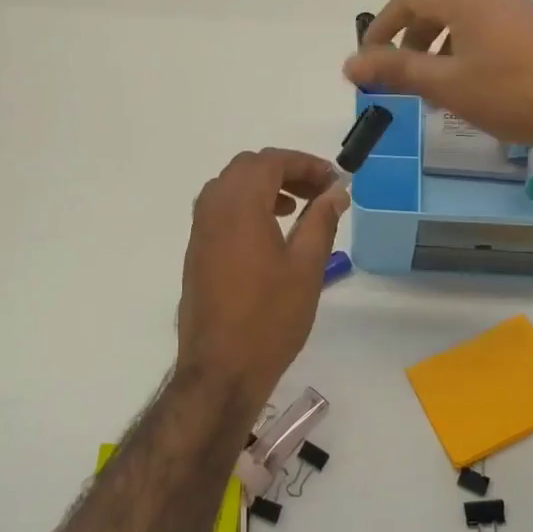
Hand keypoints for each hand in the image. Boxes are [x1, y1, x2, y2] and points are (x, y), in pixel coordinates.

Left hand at [176, 148, 348, 409]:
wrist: (221, 369)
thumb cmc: (270, 318)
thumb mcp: (306, 267)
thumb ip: (321, 221)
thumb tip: (336, 192)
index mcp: (239, 206)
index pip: (271, 161)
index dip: (305, 164)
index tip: (334, 181)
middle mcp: (213, 209)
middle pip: (248, 168)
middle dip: (285, 171)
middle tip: (319, 192)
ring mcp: (200, 231)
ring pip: (231, 186)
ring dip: (265, 186)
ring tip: (297, 209)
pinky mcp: (196, 252)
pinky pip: (220, 209)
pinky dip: (247, 205)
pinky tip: (271, 233)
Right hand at [344, 0, 532, 157]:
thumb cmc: (509, 93)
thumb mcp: (445, 84)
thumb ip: (396, 70)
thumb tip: (350, 64)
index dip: (381, 26)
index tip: (368, 59)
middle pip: (436, 5)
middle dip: (409, 38)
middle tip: (398, 74)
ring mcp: (517, 9)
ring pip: (462, 18)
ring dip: (436, 46)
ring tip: (431, 84)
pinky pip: (485, 29)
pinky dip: (463, 49)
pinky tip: (468, 84)